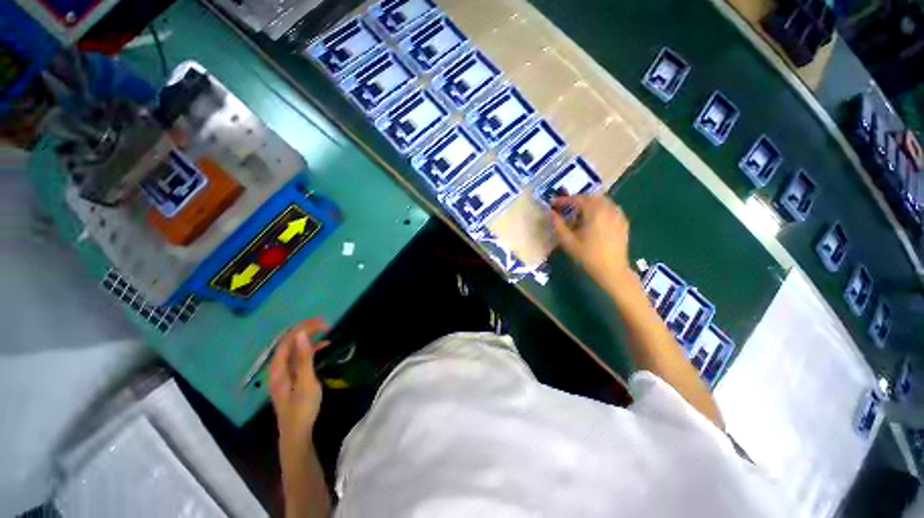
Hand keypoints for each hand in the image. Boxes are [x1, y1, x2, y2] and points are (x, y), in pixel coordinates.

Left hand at [269, 318, 329, 448]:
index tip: (322, 322)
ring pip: (294, 349)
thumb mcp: (306, 382)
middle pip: (289, 342)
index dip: (303, 328)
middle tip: (325, 323)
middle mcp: (278, 368)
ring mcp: (285, 373)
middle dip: (305, 329)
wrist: (298, 433)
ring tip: (325, 330)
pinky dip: (311, 349)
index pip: (288, 341)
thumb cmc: (302, 408)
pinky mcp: (293, 377)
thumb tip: (301, 335)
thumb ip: (304, 358)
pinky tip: (323, 347)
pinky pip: (299, 357)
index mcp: (278, 369)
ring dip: (308, 338)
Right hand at [551, 195, 633, 290]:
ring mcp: (618, 215)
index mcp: (594, 212)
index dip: (564, 200)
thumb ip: (558, 225)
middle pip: (591, 197)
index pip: (577, 199)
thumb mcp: (568, 242)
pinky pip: (610, 208)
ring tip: (578, 211)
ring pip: (602, 201)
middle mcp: (608, 209)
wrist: (612, 270)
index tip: (553, 203)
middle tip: (565, 206)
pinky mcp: (623, 222)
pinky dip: (600, 208)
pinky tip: (594, 218)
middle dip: (577, 199)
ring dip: (589, 202)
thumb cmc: (588, 256)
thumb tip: (551, 213)